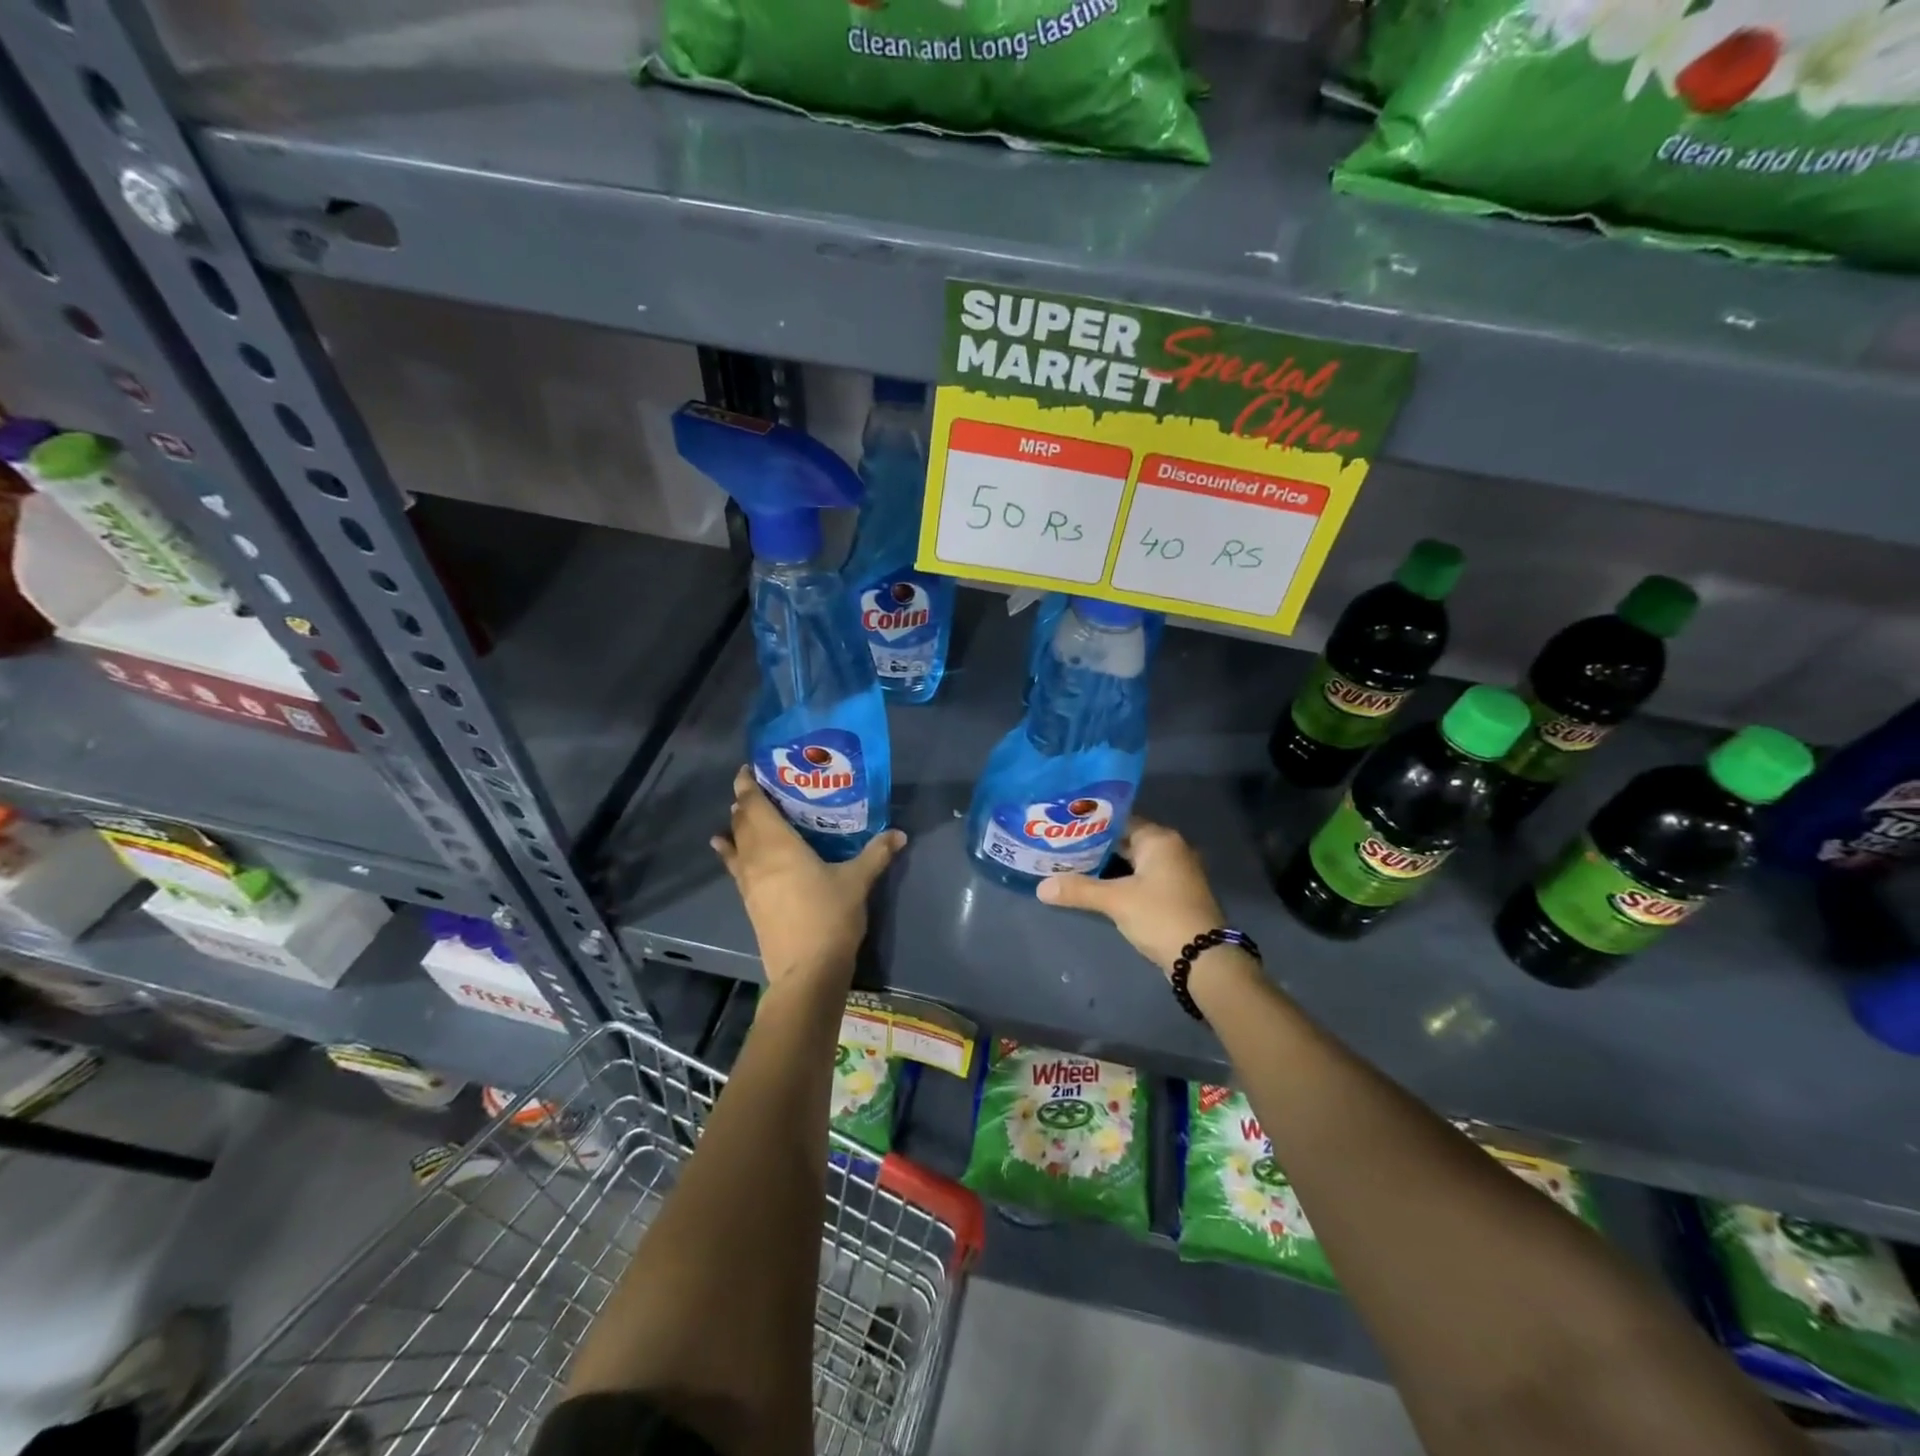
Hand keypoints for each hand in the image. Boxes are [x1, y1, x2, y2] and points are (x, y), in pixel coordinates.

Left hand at [711, 766, 906, 987]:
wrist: (807, 971)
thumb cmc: (830, 917)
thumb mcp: (858, 882)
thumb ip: (877, 854)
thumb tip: (900, 833)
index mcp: (780, 845)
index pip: (756, 806)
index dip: (748, 786)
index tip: (748, 770)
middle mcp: (757, 858)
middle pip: (743, 822)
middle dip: (745, 802)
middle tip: (758, 787)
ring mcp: (749, 882)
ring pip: (737, 844)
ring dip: (737, 825)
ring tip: (740, 811)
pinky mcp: (749, 902)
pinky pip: (734, 866)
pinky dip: (729, 852)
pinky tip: (723, 847)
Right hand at [1035, 818, 1228, 977]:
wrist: (1204, 959)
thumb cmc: (1160, 916)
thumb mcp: (1116, 901)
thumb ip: (1078, 890)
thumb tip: (1041, 887)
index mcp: (1159, 839)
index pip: (1119, 819)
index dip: (1091, 823)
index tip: (1064, 825)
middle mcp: (1170, 849)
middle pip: (1125, 840)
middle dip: (1095, 845)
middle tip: (1061, 845)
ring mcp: (1175, 873)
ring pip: (1132, 861)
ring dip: (1107, 865)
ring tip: (1070, 864)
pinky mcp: (1173, 894)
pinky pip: (1140, 878)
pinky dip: (1120, 880)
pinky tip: (1095, 886)